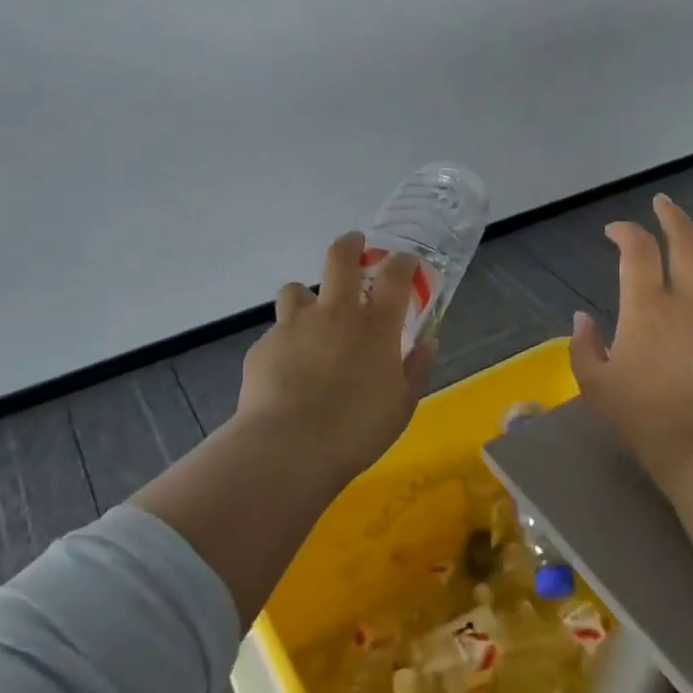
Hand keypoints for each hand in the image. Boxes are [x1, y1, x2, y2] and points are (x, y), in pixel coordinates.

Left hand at [233, 231, 434, 482]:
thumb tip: (428, 341)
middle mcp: (336, 313)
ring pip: (296, 289)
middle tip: (355, 245)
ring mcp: (295, 325)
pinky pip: (278, 333)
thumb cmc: (357, 429)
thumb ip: (416, 368)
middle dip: (350, 244)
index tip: (405, 262)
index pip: (395, 274)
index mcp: (376, 325)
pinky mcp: (264, 345)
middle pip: (340, 257)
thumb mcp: (402, 405)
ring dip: (307, 297)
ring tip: (310, 318)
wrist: (289, 447)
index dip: (403, 262)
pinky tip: (288, 371)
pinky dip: (287, 343)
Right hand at [570, 194, 692, 488]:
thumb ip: (583, 346)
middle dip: (672, 216)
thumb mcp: (594, 384)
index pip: (638, 250)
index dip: (625, 231)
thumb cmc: (643, 417)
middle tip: (661, 204)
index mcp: (646, 307)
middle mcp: (687, 301)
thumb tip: (583, 318)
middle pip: (686, 241)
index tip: (613, 232)